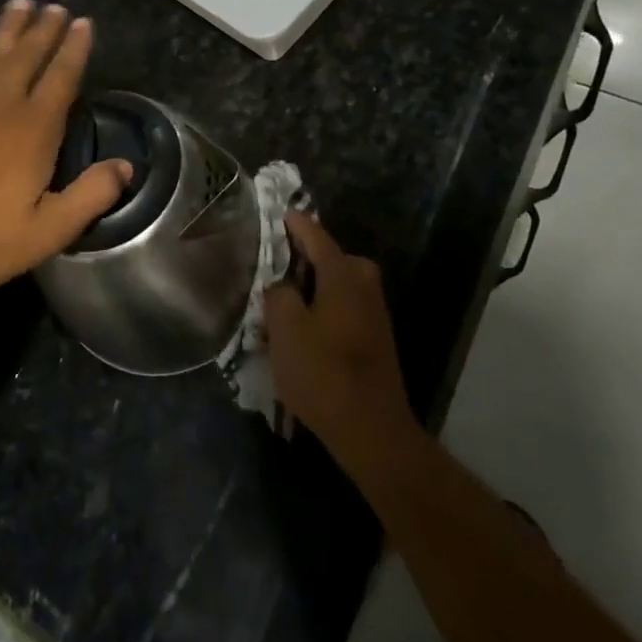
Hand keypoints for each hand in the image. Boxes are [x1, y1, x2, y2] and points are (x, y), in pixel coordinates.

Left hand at [0, 0, 132, 296]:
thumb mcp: (48, 231)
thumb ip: (90, 196)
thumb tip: (126, 166)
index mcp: (35, 130)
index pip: (62, 78)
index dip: (75, 49)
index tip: (83, 22)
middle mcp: (1, 105)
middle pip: (28, 56)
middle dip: (44, 29)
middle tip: (55, 5)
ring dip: (7, 27)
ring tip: (20, 2)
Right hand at [264, 212, 422, 471]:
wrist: (372, 429)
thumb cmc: (324, 372)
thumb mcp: (285, 330)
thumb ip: (278, 295)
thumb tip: (281, 285)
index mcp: (343, 272)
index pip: (313, 234)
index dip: (293, 223)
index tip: (276, 212)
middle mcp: (363, 280)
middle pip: (325, 258)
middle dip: (297, 260)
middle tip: (267, 267)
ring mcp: (372, 308)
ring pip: (332, 284)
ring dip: (307, 289)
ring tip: (276, 301)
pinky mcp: (374, 333)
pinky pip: (340, 305)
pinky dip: (320, 308)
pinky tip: (299, 329)